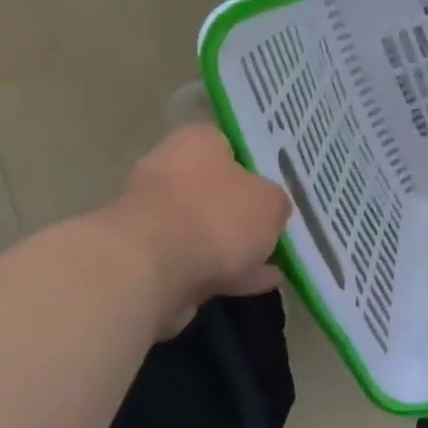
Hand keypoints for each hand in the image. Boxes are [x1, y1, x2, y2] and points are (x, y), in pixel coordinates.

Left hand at [93, 125, 291, 329]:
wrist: (151, 272)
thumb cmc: (217, 217)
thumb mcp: (271, 202)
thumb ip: (275, 202)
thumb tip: (270, 209)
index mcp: (197, 142)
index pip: (232, 145)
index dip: (258, 166)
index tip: (279, 188)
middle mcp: (169, 171)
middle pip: (218, 189)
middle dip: (245, 211)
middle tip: (277, 227)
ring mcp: (154, 217)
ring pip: (207, 229)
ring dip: (236, 246)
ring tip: (275, 265)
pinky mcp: (147, 259)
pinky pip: (197, 261)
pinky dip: (224, 271)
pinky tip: (255, 285)